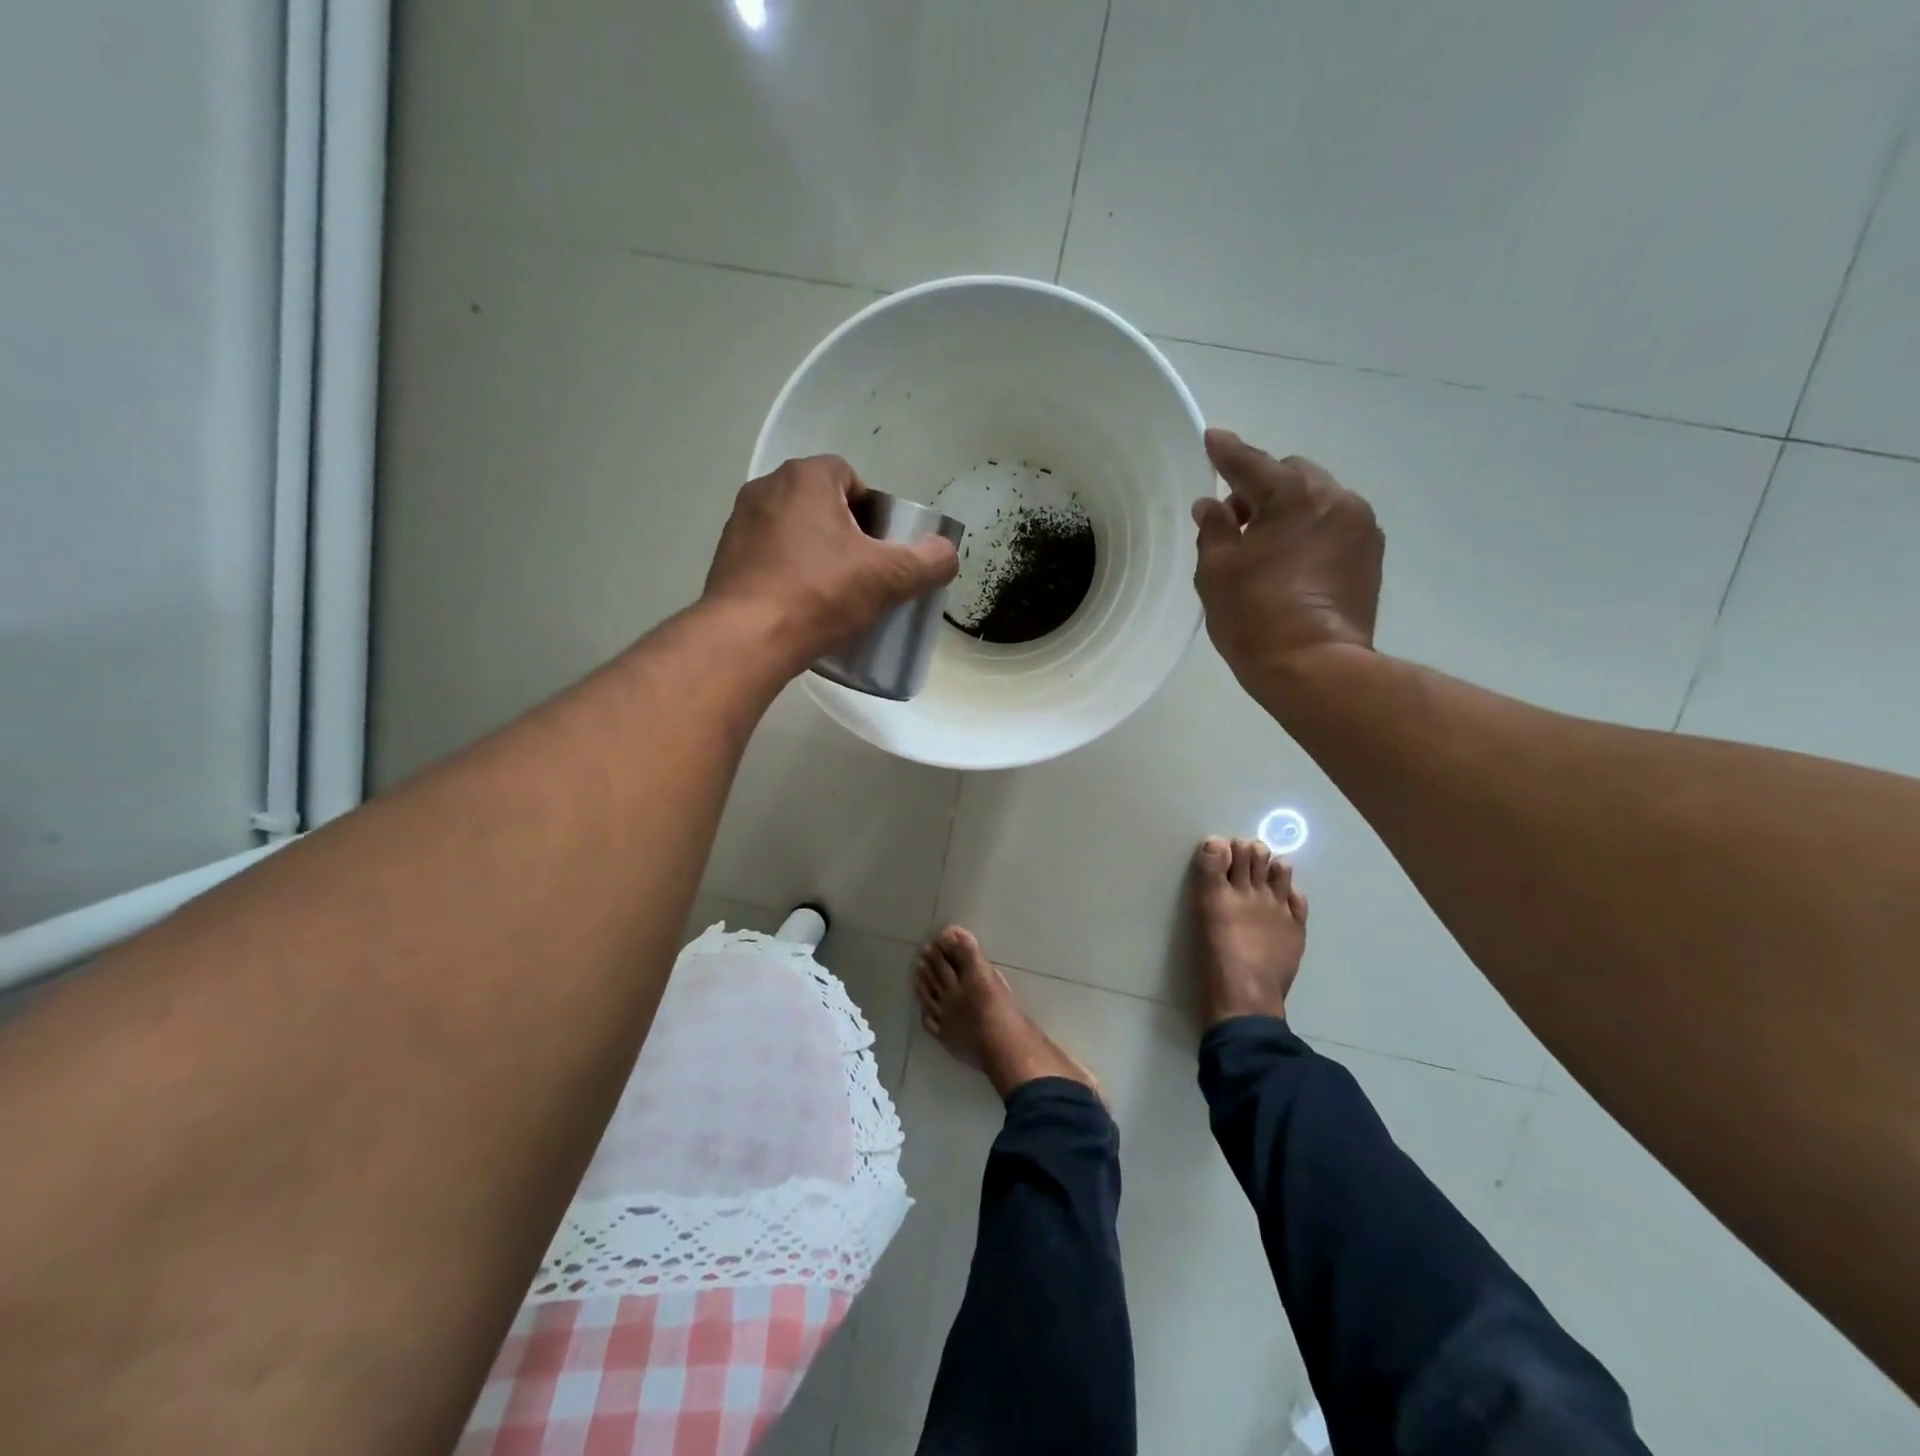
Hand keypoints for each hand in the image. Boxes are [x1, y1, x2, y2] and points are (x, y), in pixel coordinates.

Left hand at [704, 455, 958, 668]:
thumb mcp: (889, 578)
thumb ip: (928, 561)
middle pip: (821, 505)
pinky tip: (801, 609)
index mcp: (804, 478)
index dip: (874, 511)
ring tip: (833, 595)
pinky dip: (787, 576)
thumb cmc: (820, 594)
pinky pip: (768, 560)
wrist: (747, 640)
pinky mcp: (724, 562)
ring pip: (793, 533)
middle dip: (845, 534)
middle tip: (864, 574)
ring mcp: (739, 525)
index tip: (882, 548)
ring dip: (815, 555)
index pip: (850, 477)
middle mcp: (765, 489)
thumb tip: (947, 554)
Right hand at [1192, 429, 1383, 684]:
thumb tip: (1212, 507)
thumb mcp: (1216, 571)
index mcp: (1292, 495)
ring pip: (1317, 501)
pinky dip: (1310, 533)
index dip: (1227, 453)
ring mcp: (1360, 528)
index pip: (1251, 463)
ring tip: (1265, 549)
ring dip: (1289, 512)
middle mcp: (1335, 499)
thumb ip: (1213, 530)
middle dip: (1261, 489)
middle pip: (1291, 476)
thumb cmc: (1254, 616)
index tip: (1212, 440)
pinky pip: (1334, 527)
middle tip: (1235, 523)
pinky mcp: (1371, 557)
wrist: (1315, 667)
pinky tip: (1291, 565)